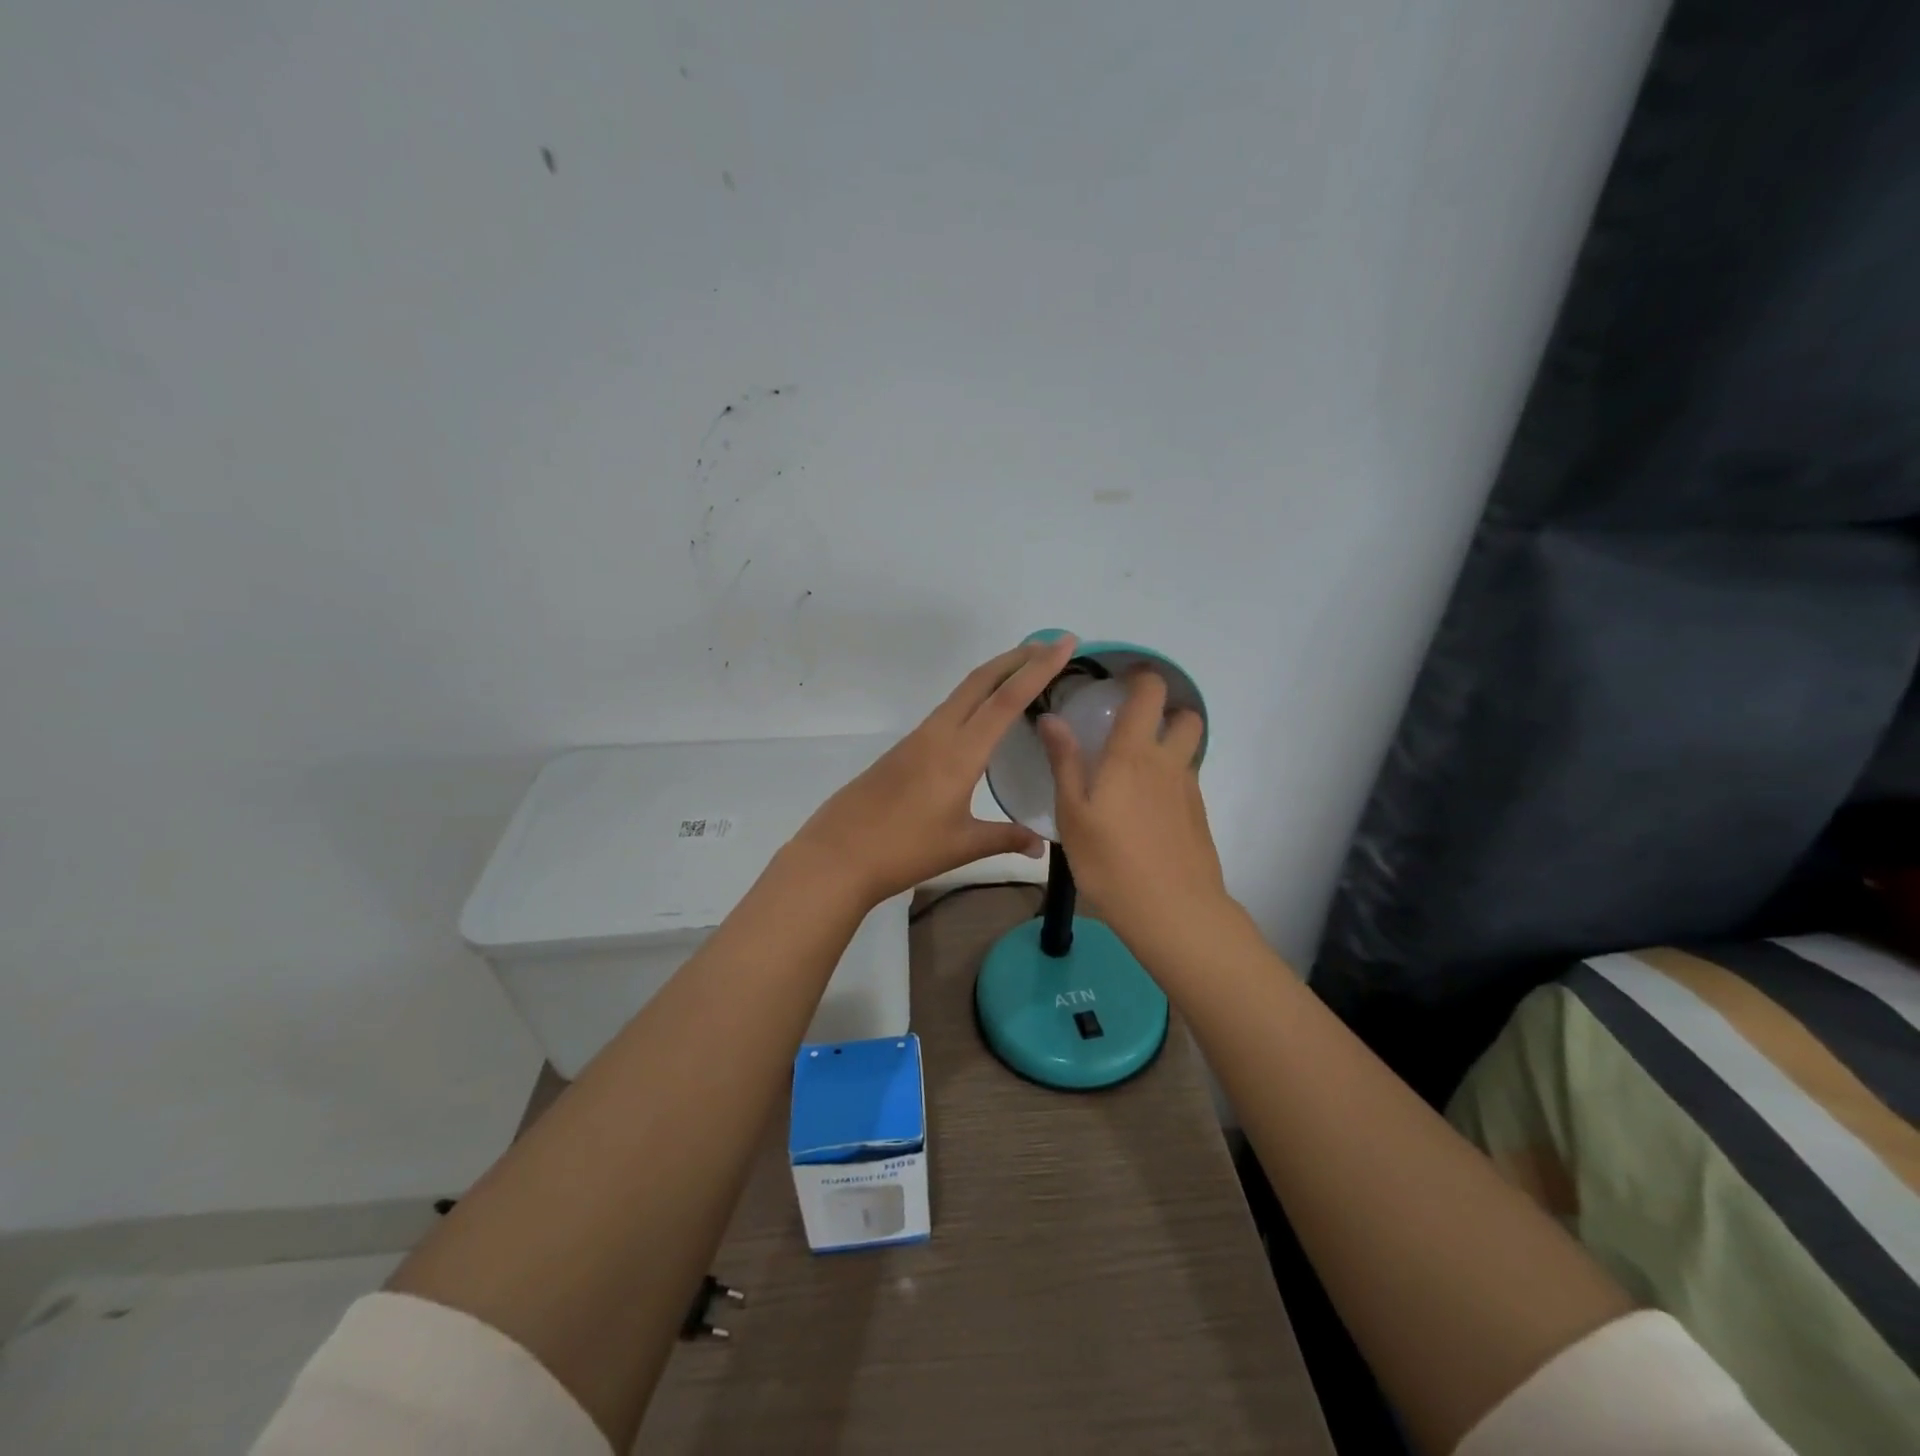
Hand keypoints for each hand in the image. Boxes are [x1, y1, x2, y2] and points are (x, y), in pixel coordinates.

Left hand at [792, 635, 1079, 905]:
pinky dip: (974, 697)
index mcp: (959, 753)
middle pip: (981, 681)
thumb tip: (1041, 844)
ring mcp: (918, 739)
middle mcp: (938, 734)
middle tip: (1051, 645)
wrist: (838, 855)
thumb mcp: (962, 846)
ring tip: (1024, 671)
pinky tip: (982, 714)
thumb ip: (1005, 838)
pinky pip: (947, 710)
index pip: (1006, 700)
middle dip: (1018, 658)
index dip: (1038, 669)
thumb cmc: (904, 850)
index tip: (1064, 643)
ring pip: (962, 692)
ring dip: (994, 675)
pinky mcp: (904, 749)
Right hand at [1038, 670, 1231, 946]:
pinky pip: (1186, 782)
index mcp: (1133, 754)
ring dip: (1170, 746)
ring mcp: (1189, 791)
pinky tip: (1145, 811)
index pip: (1150, 693)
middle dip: (1167, 711)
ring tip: (1135, 770)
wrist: (1173, 912)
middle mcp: (1168, 763)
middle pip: (1186, 718)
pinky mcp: (1199, 818)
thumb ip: (1064, 762)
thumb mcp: (1073, 813)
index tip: (1121, 679)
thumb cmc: (1111, 861)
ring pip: (1188, 752)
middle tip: (1135, 725)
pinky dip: (1169, 781)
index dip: (1141, 677)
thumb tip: (1051, 718)